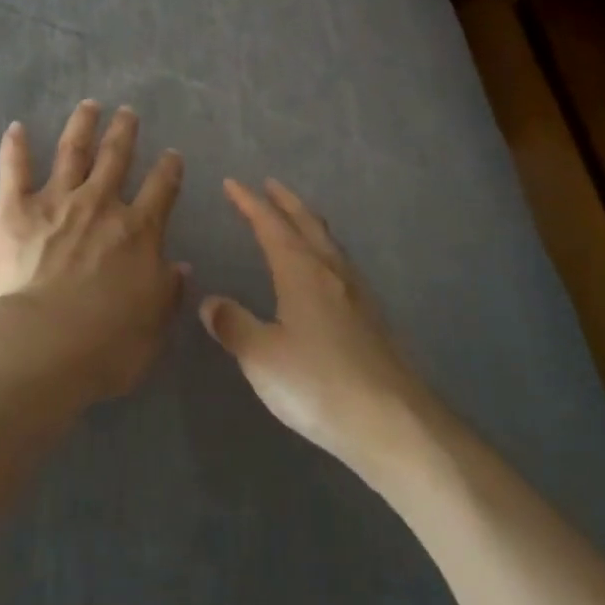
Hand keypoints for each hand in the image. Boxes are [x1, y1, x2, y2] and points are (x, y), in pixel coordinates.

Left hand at [0, 100, 186, 399]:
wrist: (44, 344)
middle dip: (124, 132)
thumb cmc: (106, 343)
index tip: (171, 154)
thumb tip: (182, 266)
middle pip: (117, 158)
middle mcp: (101, 205)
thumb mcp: (154, 324)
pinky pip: (15, 170)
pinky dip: (15, 147)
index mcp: (138, 231)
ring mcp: (58, 201)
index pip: (162, 188)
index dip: (169, 169)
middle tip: (128, 112)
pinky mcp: (16, 209)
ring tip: (89, 105)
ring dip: (83, 125)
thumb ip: (168, 291)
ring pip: (74, 151)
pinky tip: (16, 128)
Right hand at [200, 179, 430, 474]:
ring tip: (294, 218)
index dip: (249, 203)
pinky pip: (340, 264)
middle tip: (268, 185)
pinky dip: (323, 249)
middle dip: (285, 201)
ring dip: (307, 222)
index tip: (231, 183)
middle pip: (307, 223)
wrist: (393, 421)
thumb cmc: (318, 384)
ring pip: (328, 242)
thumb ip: (234, 325)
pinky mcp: (371, 316)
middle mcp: (331, 272)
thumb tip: (210, 302)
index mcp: (301, 272)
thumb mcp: (262, 358)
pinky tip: (323, 271)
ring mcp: (356, 293)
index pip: (270, 225)